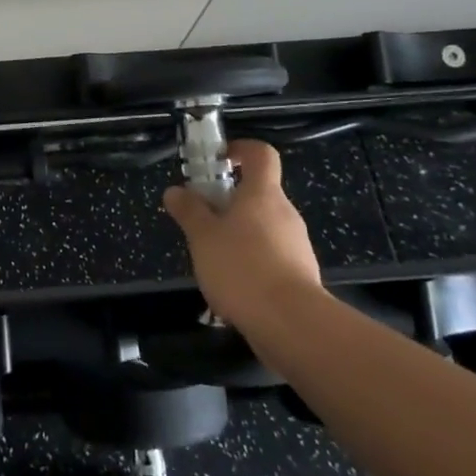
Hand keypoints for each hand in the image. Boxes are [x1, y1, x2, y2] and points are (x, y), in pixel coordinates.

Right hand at [162, 140, 323, 342]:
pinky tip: (232, 284)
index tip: (216, 160)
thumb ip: (189, 211)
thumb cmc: (242, 267)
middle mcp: (285, 213)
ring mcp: (297, 245)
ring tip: (211, 257)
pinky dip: (251, 260)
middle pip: (258, 193)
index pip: (261, 154)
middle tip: (201, 218)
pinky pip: (271, 255)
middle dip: (228, 200)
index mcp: (263, 194)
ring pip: (263, 226)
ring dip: (238, 233)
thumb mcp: (203, 236)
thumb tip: (175, 191)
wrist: (292, 325)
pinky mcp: (300, 274)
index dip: (240, 150)